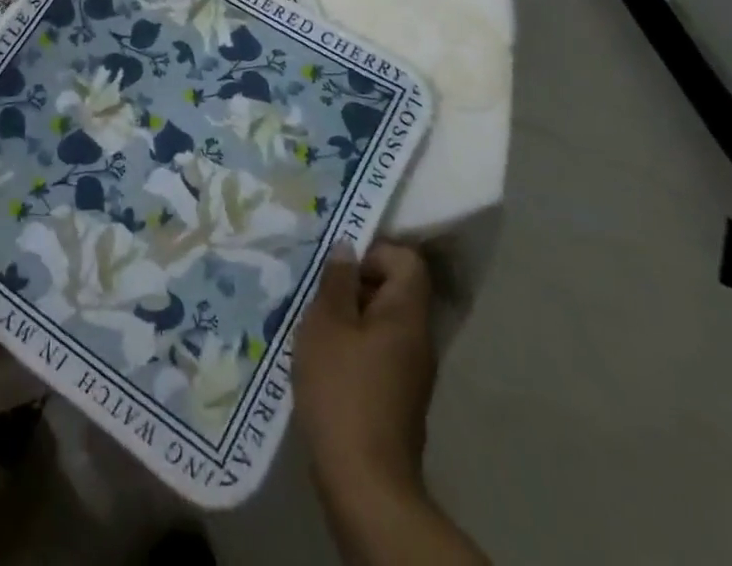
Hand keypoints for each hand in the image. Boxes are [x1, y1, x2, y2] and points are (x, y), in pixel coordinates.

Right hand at [294, 241, 437, 507]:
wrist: (364, 483)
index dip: (374, 252)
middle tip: (317, 292)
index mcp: (406, 315)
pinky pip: (378, 352)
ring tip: (312, 325)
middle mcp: (418, 339)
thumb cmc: (342, 390)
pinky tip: (323, 360)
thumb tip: (347, 248)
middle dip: (354, 284)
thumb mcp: (327, 323)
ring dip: (349, 317)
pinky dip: (353, 346)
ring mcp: (412, 372)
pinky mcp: (398, 398)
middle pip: (395, 290)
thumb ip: (336, 281)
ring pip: (382, 323)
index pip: (406, 260)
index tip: (338, 267)